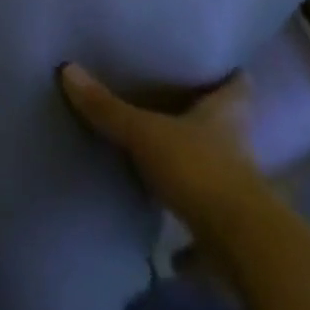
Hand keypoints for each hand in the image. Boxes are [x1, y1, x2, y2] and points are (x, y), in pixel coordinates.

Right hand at [59, 65, 267, 226]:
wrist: (241, 246)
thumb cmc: (199, 169)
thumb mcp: (145, 133)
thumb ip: (108, 107)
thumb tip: (67, 68)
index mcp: (225, 114)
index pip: (238, 86)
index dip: (232, 75)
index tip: (223, 64)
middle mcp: (238, 147)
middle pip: (231, 126)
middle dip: (212, 119)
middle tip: (183, 102)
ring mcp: (239, 190)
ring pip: (222, 169)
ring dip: (201, 165)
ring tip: (171, 156)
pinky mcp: (233, 229)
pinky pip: (210, 219)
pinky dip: (194, 227)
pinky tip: (172, 240)